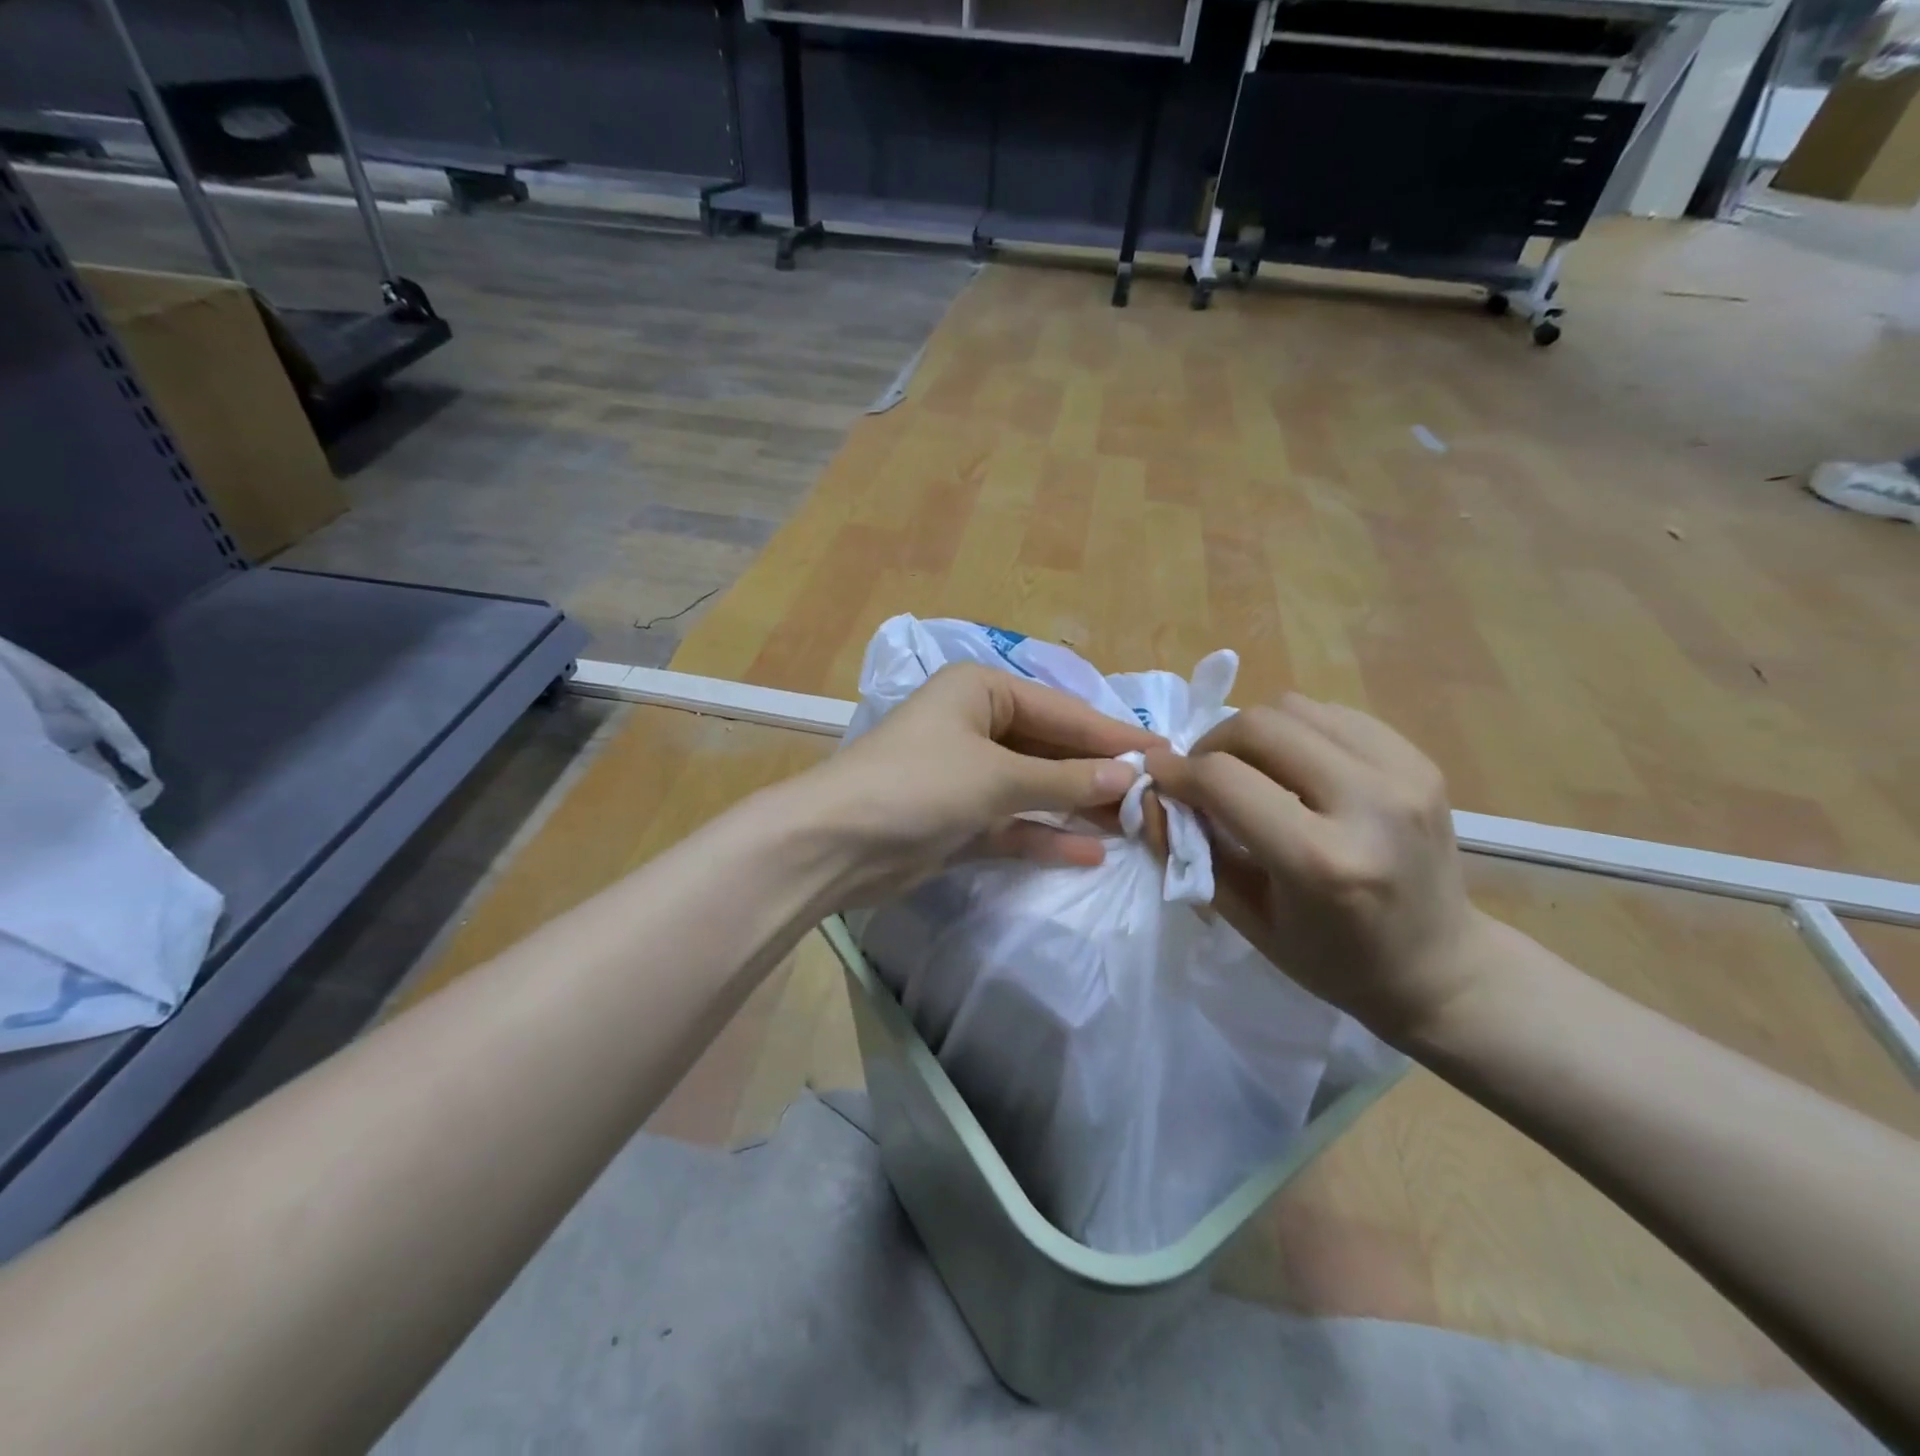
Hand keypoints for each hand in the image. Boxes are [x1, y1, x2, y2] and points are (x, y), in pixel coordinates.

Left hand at [799, 663, 1160, 906]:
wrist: (835, 843)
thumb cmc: (919, 785)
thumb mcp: (997, 776)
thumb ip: (1064, 780)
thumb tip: (1130, 777)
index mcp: (980, 691)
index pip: (1061, 710)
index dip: (1112, 734)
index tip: (1165, 754)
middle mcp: (975, 725)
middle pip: (1049, 748)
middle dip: (1097, 773)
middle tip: (1157, 796)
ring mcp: (966, 775)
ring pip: (1034, 788)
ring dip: (1077, 806)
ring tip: (1136, 825)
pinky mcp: (958, 820)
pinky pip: (1013, 824)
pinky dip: (1045, 837)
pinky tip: (1091, 852)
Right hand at [1144, 693, 1486, 1045]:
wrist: (1441, 968)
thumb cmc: (1332, 960)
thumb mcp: (1245, 918)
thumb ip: (1191, 851)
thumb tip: (1153, 793)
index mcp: (1322, 862)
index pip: (1223, 779)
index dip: (1176, 773)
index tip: (1159, 779)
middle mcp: (1369, 805)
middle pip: (1259, 725)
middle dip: (1211, 744)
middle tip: (1202, 775)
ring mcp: (1404, 775)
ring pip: (1294, 707)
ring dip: (1253, 734)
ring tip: (1249, 770)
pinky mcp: (1420, 760)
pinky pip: (1333, 715)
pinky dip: (1296, 732)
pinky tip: (1295, 768)